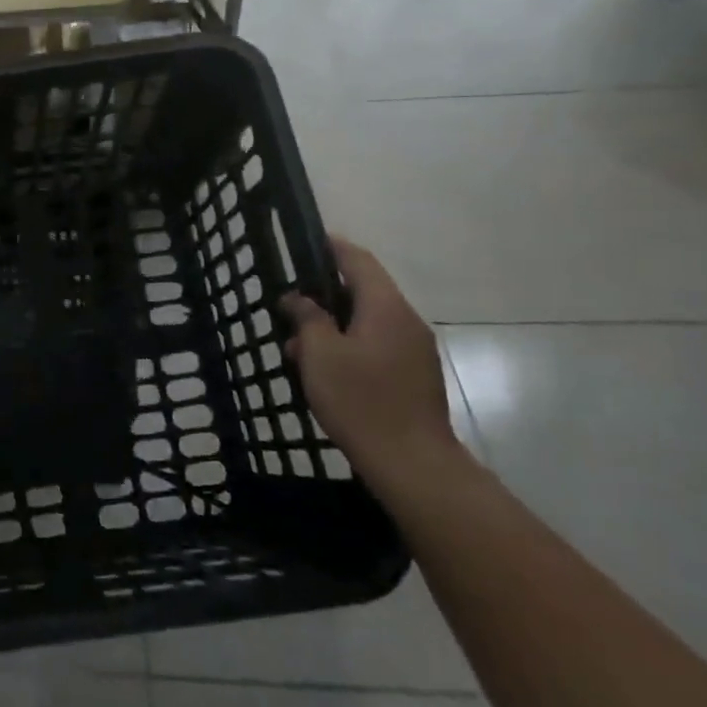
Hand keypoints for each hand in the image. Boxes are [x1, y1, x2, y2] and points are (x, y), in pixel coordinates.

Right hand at [280, 238, 461, 495]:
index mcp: (386, 307)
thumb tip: (298, 299)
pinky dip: (350, 347)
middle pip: (364, 292)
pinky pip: (378, 346)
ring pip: (369, 322)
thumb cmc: (360, 400)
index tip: (307, 243)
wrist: (412, 463)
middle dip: (325, 297)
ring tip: (299, 348)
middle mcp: (407, 321)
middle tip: (290, 308)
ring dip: (335, 327)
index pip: (359, 261)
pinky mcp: (415, 376)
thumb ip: (308, 318)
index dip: (332, 248)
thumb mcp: (320, 354)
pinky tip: (325, 372)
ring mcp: (416, 350)